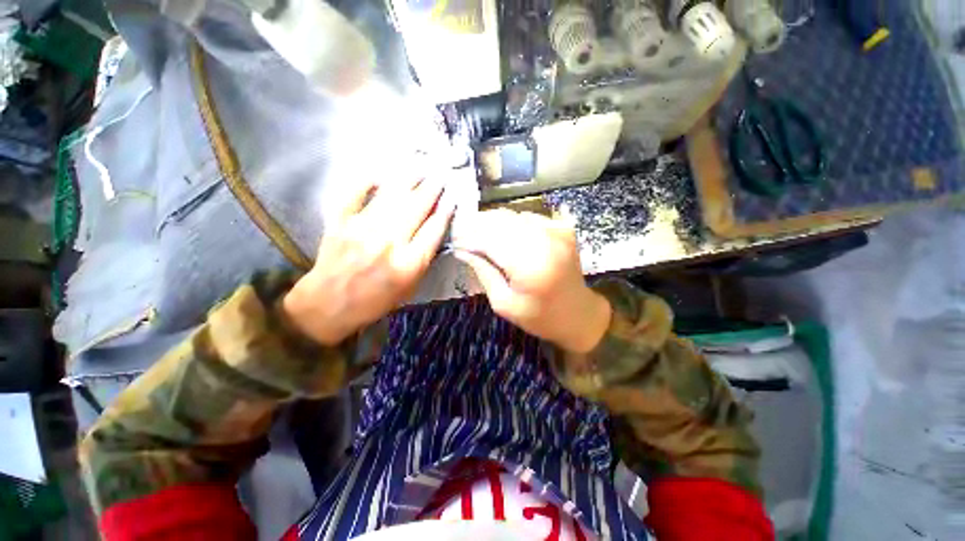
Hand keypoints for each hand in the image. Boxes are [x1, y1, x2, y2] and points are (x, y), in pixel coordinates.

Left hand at [283, 177, 453, 344]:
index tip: (452, 200)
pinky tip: (380, 175)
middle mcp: (388, 243)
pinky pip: (354, 194)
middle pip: (416, 209)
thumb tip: (434, 231)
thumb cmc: (375, 301)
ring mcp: (362, 229)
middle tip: (441, 177)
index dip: (445, 213)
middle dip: (432, 190)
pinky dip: (366, 181)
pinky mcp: (340, 222)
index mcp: (408, 265)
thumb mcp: (409, 288)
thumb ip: (423, 259)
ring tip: (420, 169)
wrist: (328, 305)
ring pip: (391, 197)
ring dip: (409, 180)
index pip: (433, 231)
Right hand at [453, 210, 610, 353]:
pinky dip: (512, 222)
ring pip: (513, 215)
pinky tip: (505, 235)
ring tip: (480, 234)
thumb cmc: (540, 317)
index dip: (468, 237)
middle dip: (477, 225)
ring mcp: (556, 231)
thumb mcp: (504, 304)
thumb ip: (484, 272)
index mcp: (530, 265)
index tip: (454, 240)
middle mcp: (545, 241)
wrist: (579, 313)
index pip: (489, 239)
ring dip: (493, 222)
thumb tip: (463, 250)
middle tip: (463, 234)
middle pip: (501, 221)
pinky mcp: (562, 228)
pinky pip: (528, 217)